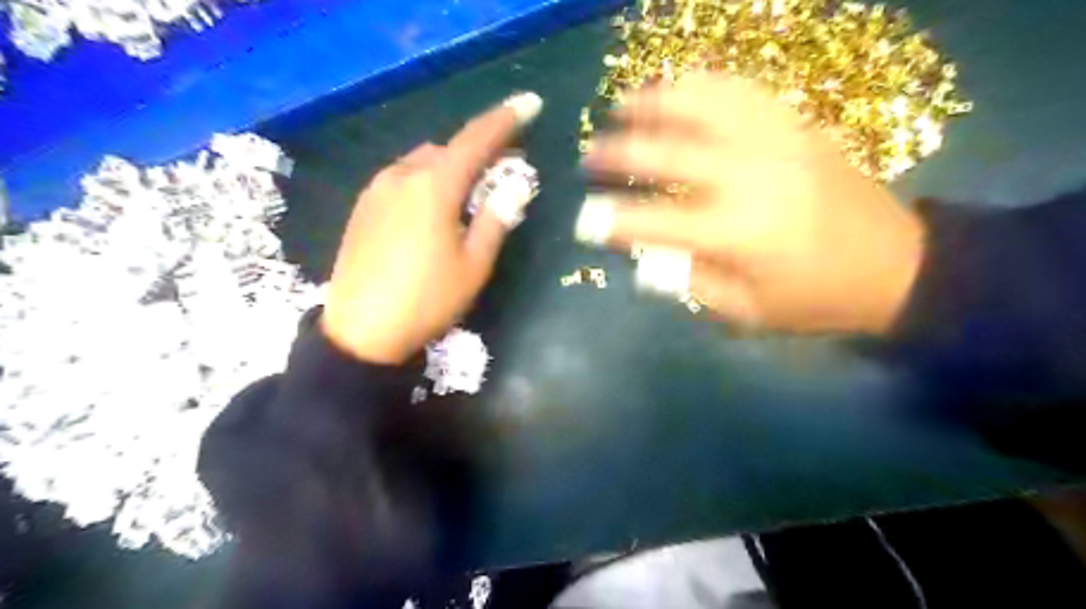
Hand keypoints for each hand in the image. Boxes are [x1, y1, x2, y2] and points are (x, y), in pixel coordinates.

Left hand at [322, 92, 542, 364]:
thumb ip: (496, 219)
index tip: (529, 103)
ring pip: (421, 163)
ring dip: (449, 168)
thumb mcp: (474, 265)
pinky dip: (425, 181)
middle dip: (477, 153)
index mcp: (433, 187)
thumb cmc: (427, 300)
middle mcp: (401, 176)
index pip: (475, 140)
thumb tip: (515, 186)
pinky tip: (431, 210)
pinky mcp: (362, 208)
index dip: (504, 120)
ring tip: (466, 195)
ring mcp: (376, 190)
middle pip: (447, 150)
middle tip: (501, 170)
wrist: (362, 332)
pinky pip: (401, 179)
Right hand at [576, 74, 923, 337]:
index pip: (654, 220)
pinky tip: (679, 88)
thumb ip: (688, 281)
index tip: (585, 221)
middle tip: (590, 155)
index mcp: (738, 233)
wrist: (896, 267)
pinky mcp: (796, 127)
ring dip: (656, 100)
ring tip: (624, 104)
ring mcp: (776, 142)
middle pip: (669, 151)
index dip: (613, 220)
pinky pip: (742, 90)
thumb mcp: (745, 312)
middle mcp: (751, 177)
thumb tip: (642, 255)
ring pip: (704, 102)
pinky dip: (703, 84)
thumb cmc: (814, 300)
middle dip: (619, 152)